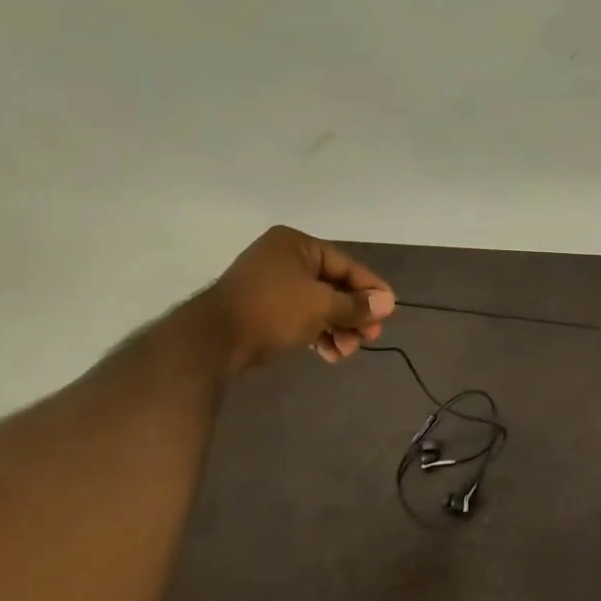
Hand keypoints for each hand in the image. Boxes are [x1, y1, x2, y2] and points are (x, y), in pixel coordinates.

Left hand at [207, 227, 395, 372]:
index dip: (370, 289)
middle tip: (370, 338)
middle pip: (333, 287)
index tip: (389, 311)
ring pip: (318, 306)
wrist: (211, 342)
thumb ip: (357, 305)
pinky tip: (329, 355)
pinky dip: (317, 334)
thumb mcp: (322, 306)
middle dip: (353, 315)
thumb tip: (388, 303)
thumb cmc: (272, 311)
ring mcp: (270, 285)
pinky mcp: (262, 310)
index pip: (346, 265)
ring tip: (347, 352)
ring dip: (338, 329)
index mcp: (297, 245)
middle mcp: (284, 259)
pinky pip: (300, 318)